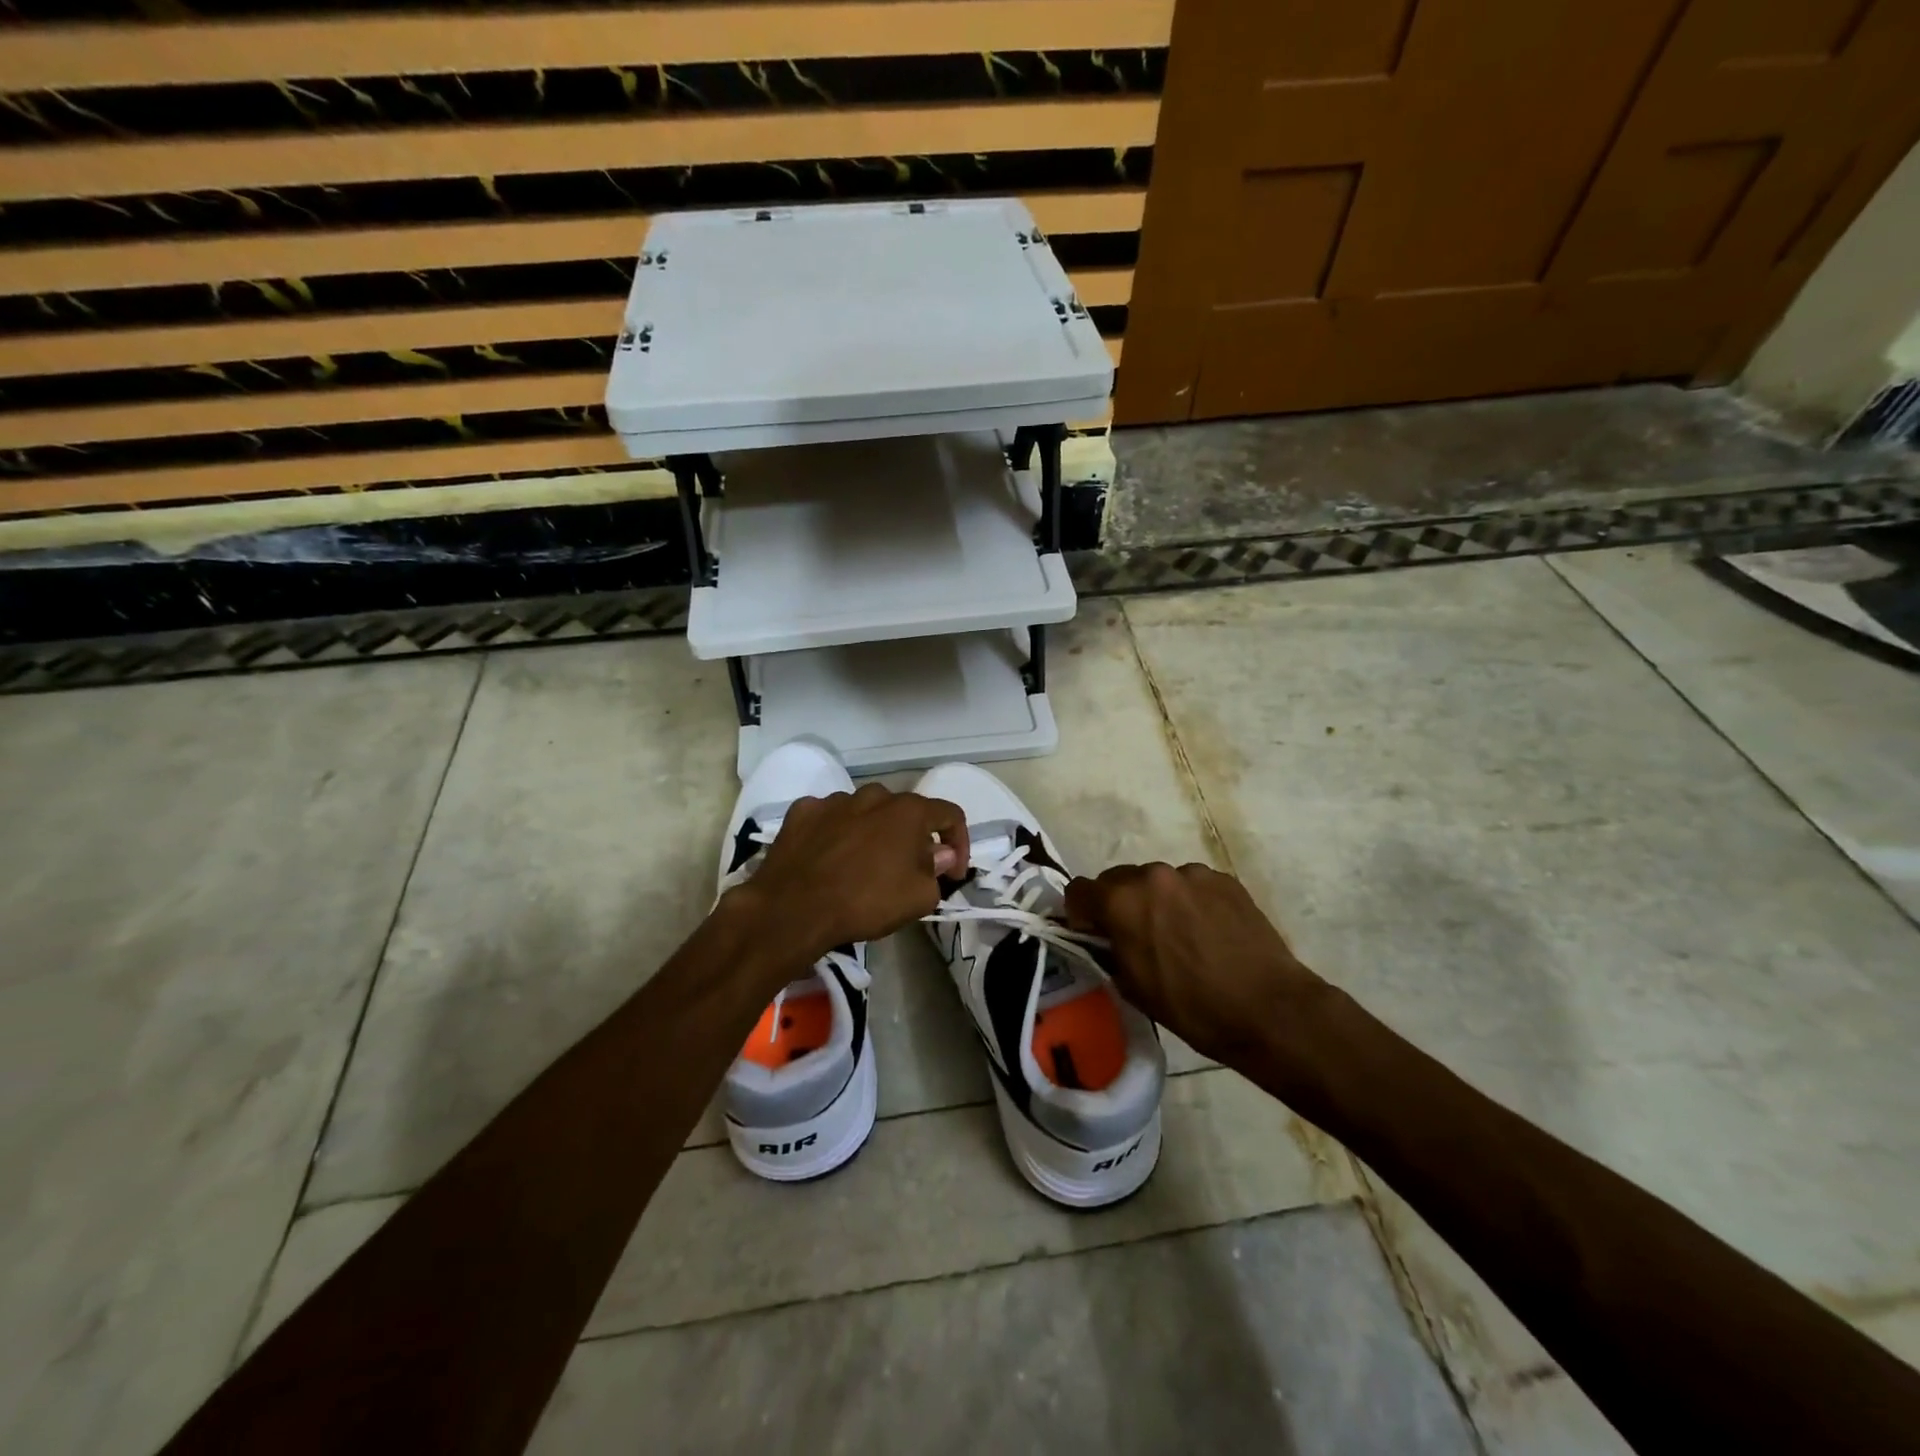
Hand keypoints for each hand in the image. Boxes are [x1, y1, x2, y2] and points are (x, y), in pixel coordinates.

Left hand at [729, 783, 969, 956]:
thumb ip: (937, 871)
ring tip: (864, 865)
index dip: (960, 842)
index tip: (954, 872)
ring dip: (873, 833)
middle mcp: (873, 795)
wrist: (792, 908)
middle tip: (909, 870)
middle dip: (913, 838)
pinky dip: (836, 833)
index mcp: (908, 811)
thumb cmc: (866, 901)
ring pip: (865, 812)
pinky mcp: (802, 811)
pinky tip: (830, 858)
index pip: (949, 814)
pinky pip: (829, 818)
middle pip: (904, 812)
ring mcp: (834, 800)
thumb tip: (940, 854)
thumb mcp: (918, 898)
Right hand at [1065, 863, 1325, 1064]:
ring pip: (1158, 881)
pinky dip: (1190, 901)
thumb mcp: (1132, 986)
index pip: (1080, 889)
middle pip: (1119, 879)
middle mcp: (1153, 875)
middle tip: (1136, 935)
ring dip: (1157, 900)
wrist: (1267, 1008)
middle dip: (1119, 903)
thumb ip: (1110, 949)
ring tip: (1180, 934)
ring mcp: (1192, 873)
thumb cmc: (1191, 1006)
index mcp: (1122, 901)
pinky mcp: (1224, 879)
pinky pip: (1192, 885)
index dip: (1080, 912)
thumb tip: (1106, 936)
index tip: (1092, 932)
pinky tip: (1209, 932)